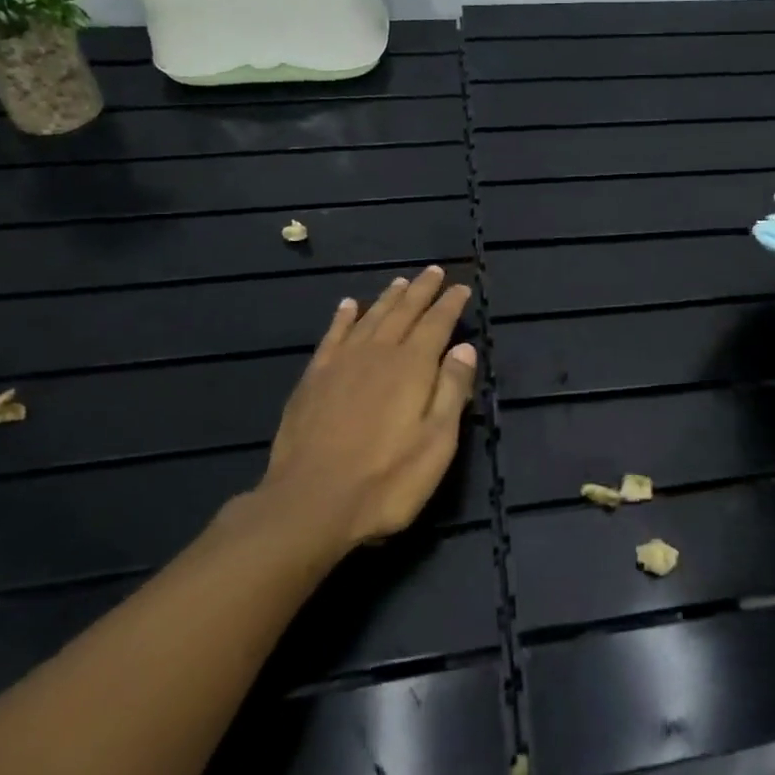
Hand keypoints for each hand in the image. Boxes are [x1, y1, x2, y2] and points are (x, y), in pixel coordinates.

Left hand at [255, 266, 476, 551]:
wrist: (310, 502)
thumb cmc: (386, 479)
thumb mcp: (437, 442)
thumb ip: (451, 390)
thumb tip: (463, 348)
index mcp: (412, 367)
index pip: (437, 324)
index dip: (450, 304)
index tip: (461, 287)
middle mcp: (378, 353)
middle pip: (404, 312)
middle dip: (421, 291)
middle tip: (433, 272)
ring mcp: (342, 364)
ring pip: (370, 318)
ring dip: (388, 298)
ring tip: (400, 281)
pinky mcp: (314, 379)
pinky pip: (333, 336)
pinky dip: (343, 318)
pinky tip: (348, 306)